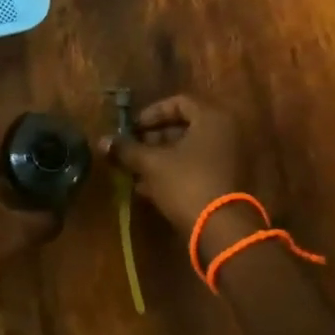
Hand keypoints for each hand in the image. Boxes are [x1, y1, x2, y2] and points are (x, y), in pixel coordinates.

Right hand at [99, 93, 250, 237]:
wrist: (224, 231)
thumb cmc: (187, 184)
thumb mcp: (151, 164)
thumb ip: (127, 149)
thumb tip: (102, 141)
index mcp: (213, 118)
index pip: (178, 102)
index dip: (151, 114)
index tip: (132, 129)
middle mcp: (228, 132)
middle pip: (185, 126)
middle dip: (154, 138)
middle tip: (133, 150)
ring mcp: (232, 158)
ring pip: (191, 150)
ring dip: (162, 157)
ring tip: (136, 171)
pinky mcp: (230, 182)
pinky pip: (199, 167)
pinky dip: (176, 172)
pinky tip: (150, 188)